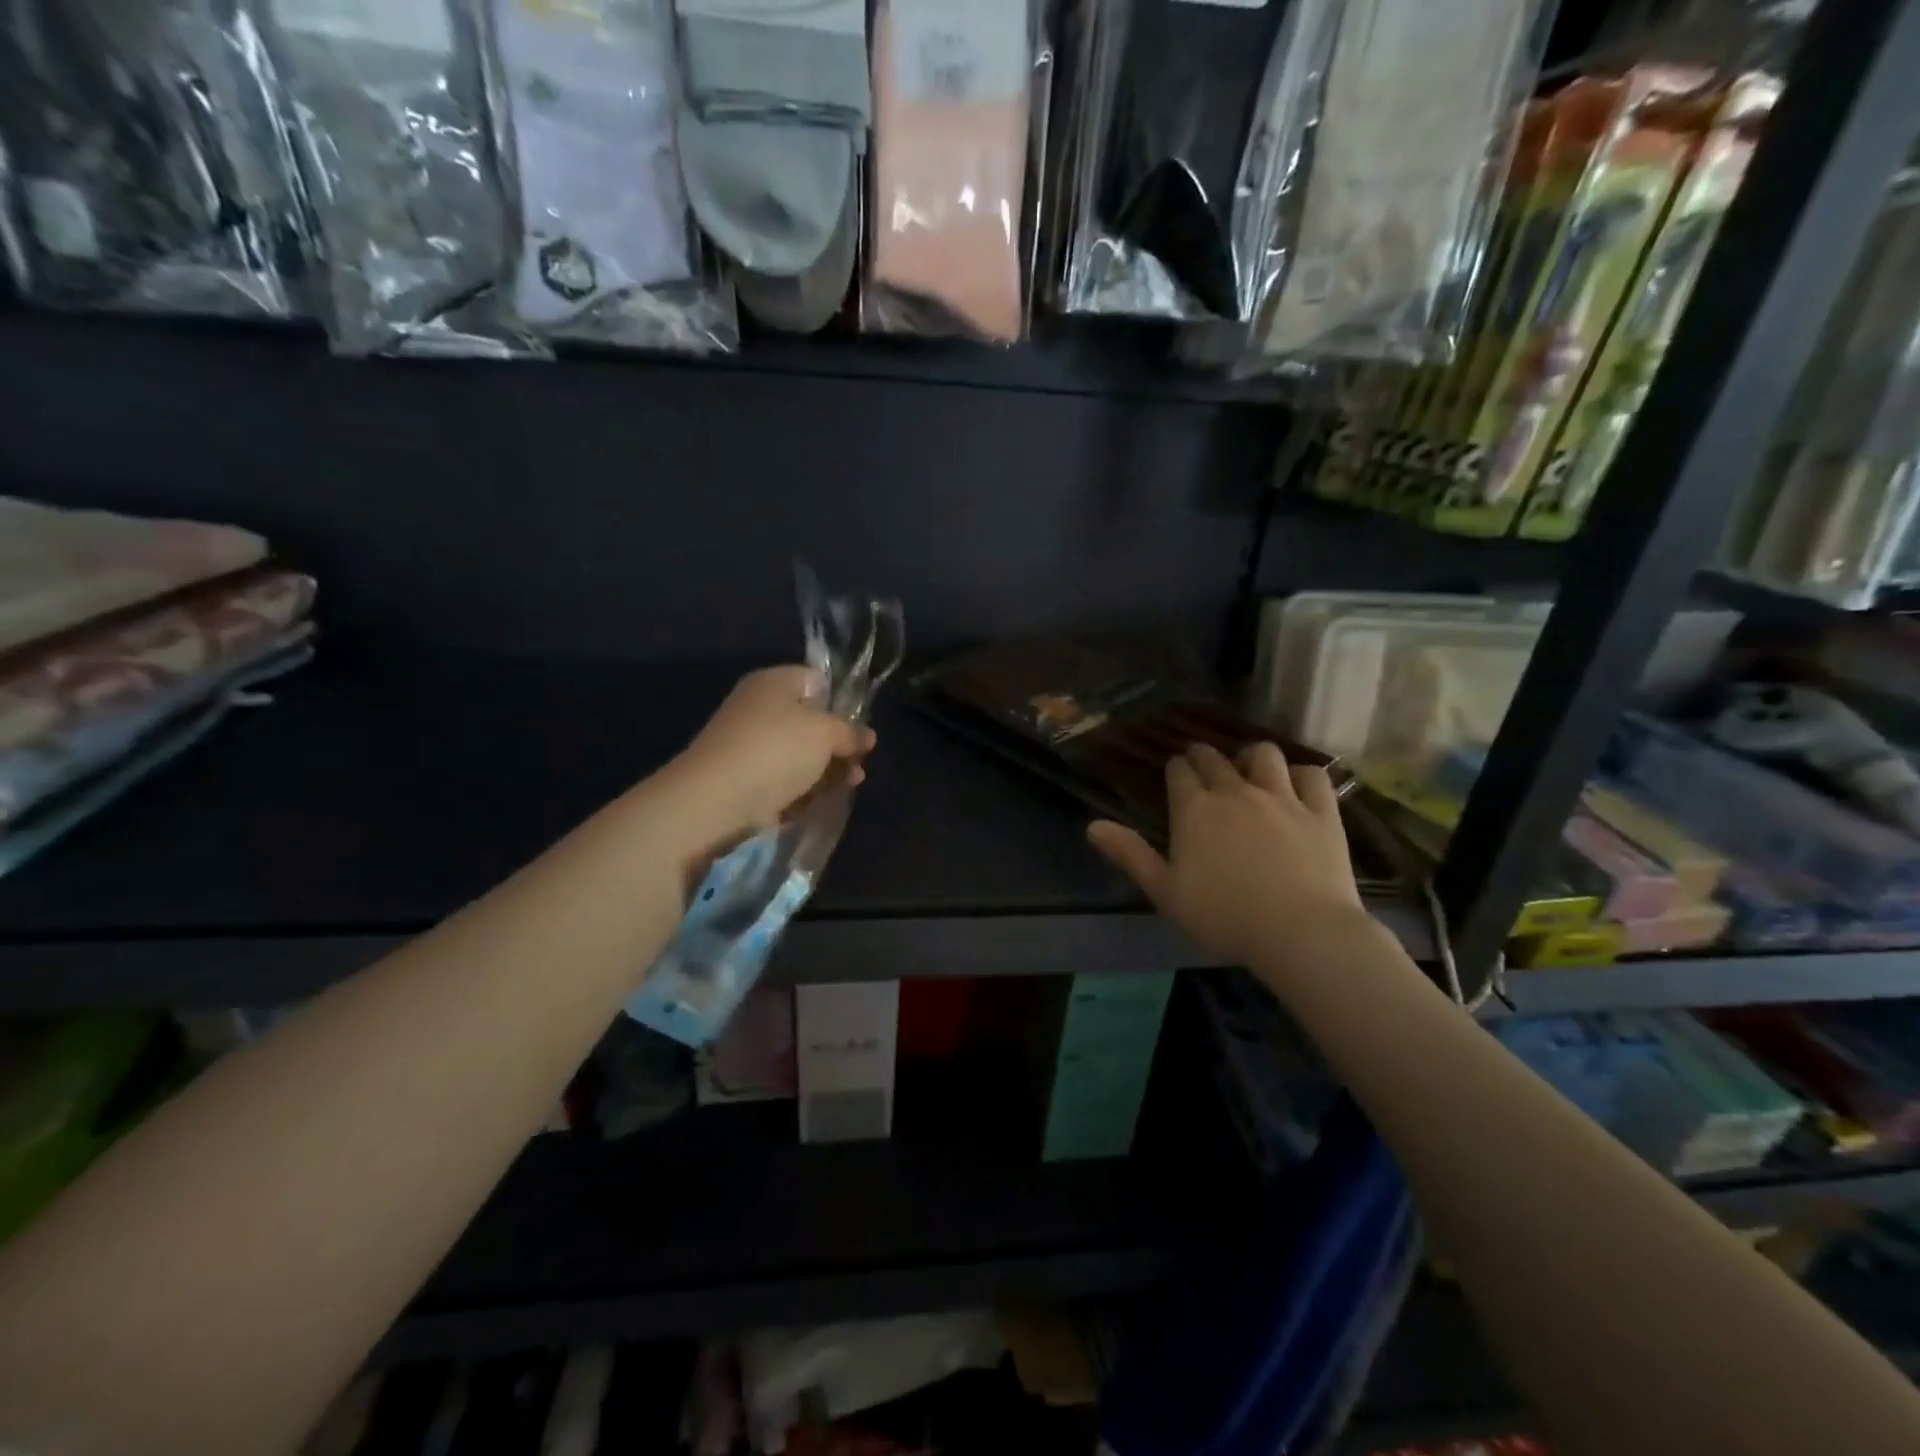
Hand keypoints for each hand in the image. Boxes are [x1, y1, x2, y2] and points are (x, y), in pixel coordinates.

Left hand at [673, 666, 875, 840]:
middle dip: (839, 743)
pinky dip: (804, 787)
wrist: (716, 798)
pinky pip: (784, 778)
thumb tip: (867, 735)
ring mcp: (749, 744)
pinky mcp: (745, 778)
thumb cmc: (776, 750)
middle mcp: (759, 707)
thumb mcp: (825, 733)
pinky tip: (824, 799)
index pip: (817, 681)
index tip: (860, 728)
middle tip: (860, 762)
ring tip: (851, 785)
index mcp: (774, 682)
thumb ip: (850, 732)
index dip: (842, 703)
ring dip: (827, 769)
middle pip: (810, 721)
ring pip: (799, 753)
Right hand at [1087, 742, 1368, 969]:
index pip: (1179, 772)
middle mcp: (1235, 792)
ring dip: (1252, 756)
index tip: (1176, 775)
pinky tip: (1296, 784)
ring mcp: (1282, 797)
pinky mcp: (1321, 811)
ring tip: (1249, 768)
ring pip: (1264, 755)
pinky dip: (1301, 774)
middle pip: (1215, 759)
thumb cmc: (1223, 916)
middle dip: (1204, 757)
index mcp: (1194, 809)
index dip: (1176, 770)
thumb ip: (1129, 854)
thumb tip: (1091, 826)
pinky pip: (1311, 775)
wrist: (1300, 932)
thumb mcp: (1165, 891)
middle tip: (1202, 765)